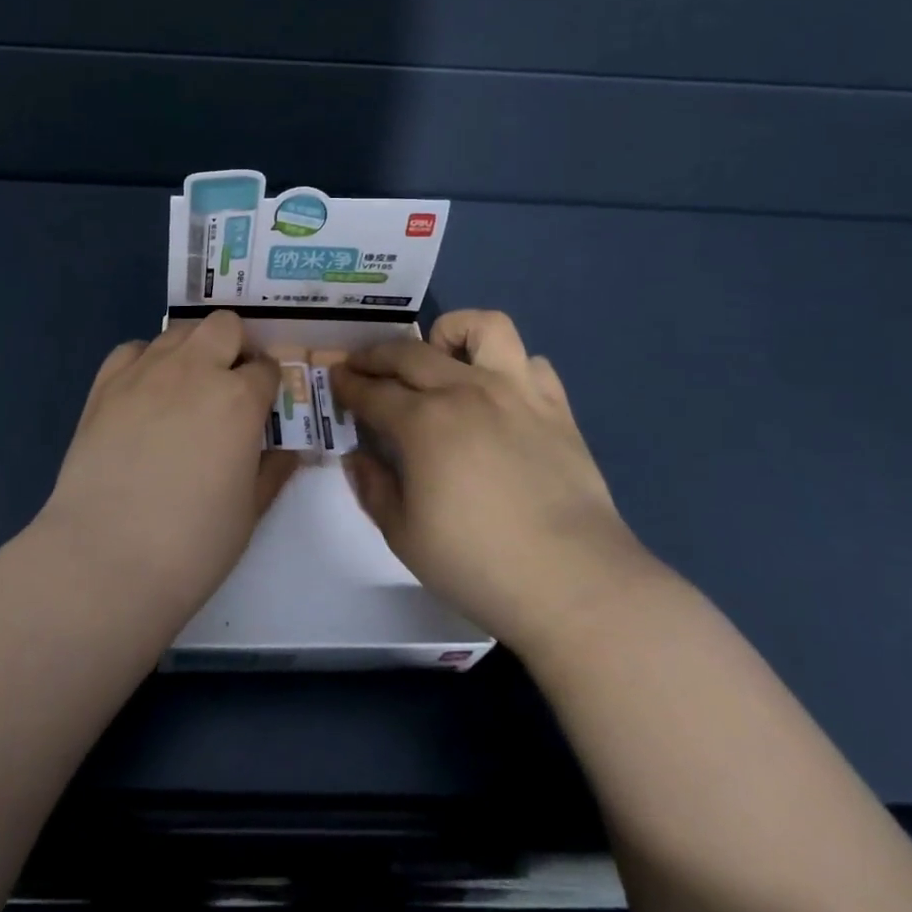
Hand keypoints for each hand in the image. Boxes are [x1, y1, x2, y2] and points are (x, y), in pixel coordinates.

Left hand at [34, 310, 298, 627]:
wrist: (106, 558)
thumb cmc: (192, 544)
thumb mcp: (251, 510)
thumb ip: (273, 468)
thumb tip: (287, 447)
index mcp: (239, 399)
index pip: (267, 367)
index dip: (269, 385)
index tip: (263, 407)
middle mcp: (194, 370)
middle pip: (225, 326)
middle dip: (235, 347)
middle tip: (229, 386)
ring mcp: (145, 372)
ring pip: (179, 332)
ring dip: (193, 351)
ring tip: (186, 390)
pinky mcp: (105, 385)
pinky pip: (133, 349)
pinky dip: (147, 362)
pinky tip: (145, 393)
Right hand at [331, 309, 645, 643]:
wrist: (575, 583)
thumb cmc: (478, 563)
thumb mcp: (404, 536)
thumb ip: (373, 488)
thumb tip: (357, 457)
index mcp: (424, 422)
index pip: (373, 391)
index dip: (348, 384)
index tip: (336, 380)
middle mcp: (466, 391)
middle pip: (411, 352)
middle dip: (376, 354)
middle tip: (363, 366)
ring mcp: (517, 393)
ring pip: (484, 328)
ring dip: (452, 333)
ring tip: (440, 357)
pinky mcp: (556, 408)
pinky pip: (531, 362)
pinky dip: (508, 367)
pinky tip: (498, 393)